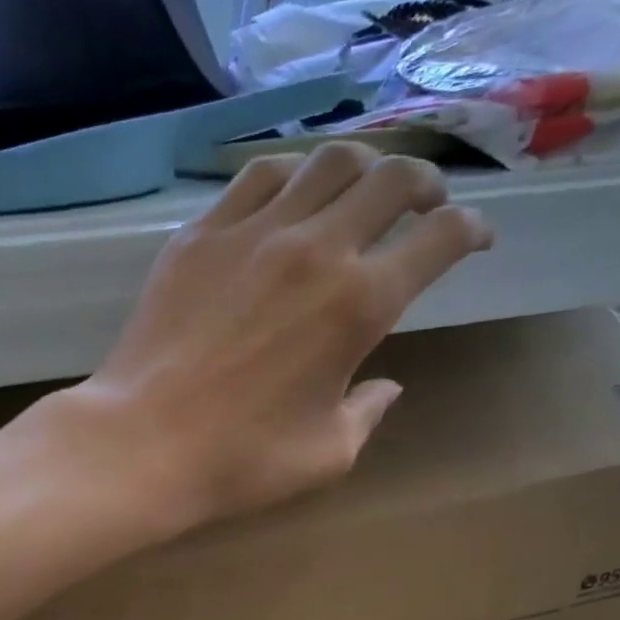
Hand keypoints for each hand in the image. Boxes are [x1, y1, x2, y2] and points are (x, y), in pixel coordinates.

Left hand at [62, 144, 491, 532]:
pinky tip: (288, 198)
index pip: (439, 238)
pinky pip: (257, 176)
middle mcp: (315, 248)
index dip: (470, 230)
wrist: (144, 443)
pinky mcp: (200, 234)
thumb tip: (387, 386)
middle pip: (392, 177)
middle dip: (425, 182)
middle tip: (425, 203)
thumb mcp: (327, 454)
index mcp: (360, 303)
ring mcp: (252, 232)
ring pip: (326, 160)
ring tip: (360, 190)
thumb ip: (368, 412)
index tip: (475, 239)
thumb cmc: (241, 459)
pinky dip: (290, 176)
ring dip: (361, 167)